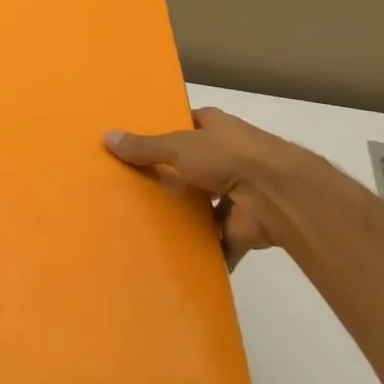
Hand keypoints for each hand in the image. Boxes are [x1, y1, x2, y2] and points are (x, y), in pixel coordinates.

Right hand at [105, 106, 347, 268]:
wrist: (277, 195)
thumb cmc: (228, 157)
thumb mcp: (178, 146)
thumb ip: (145, 147)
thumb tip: (107, 137)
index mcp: (216, 128)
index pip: (187, 126)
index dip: (165, 133)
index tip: (136, 146)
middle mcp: (228, 156)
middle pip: (192, 167)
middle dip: (171, 178)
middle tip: (132, 190)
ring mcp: (238, 192)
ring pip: (204, 205)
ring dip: (187, 216)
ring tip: (147, 226)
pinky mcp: (242, 226)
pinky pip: (217, 240)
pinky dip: (203, 250)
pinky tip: (176, 257)